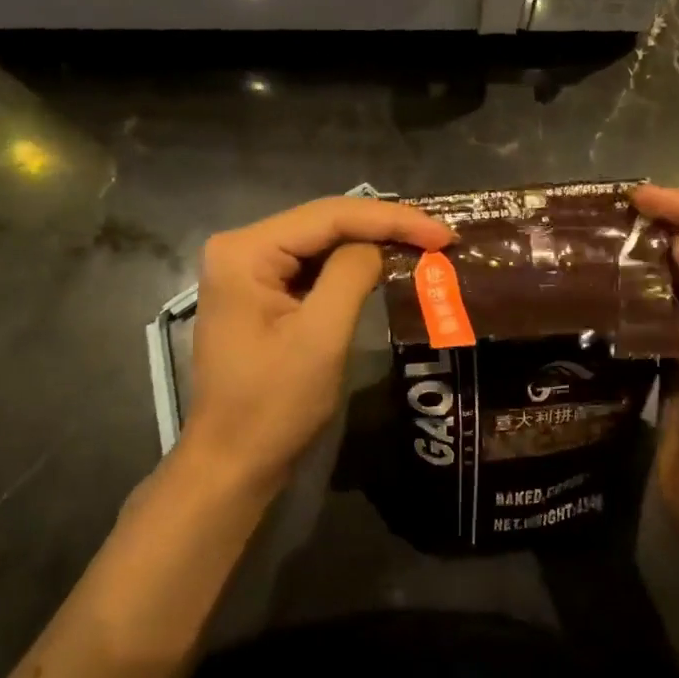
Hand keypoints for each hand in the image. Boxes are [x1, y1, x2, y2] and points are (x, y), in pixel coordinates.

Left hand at [180, 197, 452, 492]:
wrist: (234, 462)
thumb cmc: (274, 406)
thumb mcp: (320, 338)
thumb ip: (350, 276)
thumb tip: (378, 247)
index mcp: (245, 251)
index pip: (329, 216)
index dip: (392, 219)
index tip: (444, 234)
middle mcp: (241, 248)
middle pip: (325, 222)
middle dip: (385, 227)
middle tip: (441, 238)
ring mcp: (248, 270)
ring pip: (322, 241)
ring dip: (372, 243)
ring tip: (424, 246)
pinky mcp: (261, 293)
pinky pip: (313, 266)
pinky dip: (352, 266)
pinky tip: (386, 264)